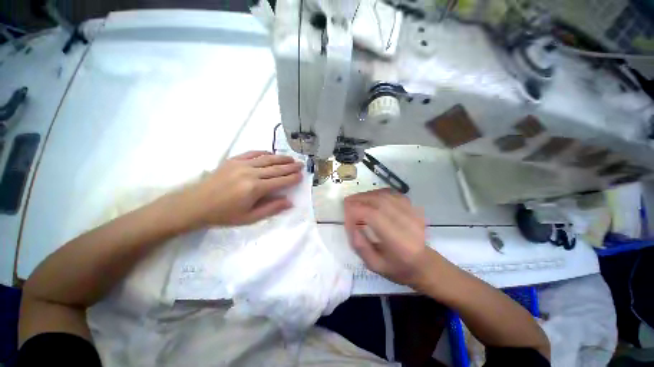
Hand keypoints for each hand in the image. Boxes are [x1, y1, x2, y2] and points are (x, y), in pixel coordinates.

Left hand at [180, 151, 302, 227]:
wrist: (195, 204)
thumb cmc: (224, 214)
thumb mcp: (249, 218)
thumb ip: (271, 208)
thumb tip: (289, 202)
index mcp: (255, 188)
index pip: (280, 181)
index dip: (292, 178)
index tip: (301, 176)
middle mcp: (251, 173)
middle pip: (276, 168)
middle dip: (290, 167)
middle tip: (301, 164)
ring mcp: (241, 164)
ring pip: (267, 159)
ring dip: (281, 158)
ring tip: (291, 158)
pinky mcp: (233, 160)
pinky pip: (252, 153)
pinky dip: (264, 153)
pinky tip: (271, 153)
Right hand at [344, 189, 433, 287]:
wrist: (424, 264)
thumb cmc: (398, 268)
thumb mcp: (375, 266)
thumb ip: (360, 246)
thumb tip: (350, 225)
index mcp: (398, 242)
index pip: (374, 216)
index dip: (357, 211)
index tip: (346, 214)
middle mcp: (407, 224)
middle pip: (380, 201)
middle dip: (360, 199)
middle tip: (347, 202)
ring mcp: (413, 214)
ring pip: (386, 195)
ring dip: (368, 194)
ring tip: (356, 199)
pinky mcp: (413, 208)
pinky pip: (393, 194)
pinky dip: (378, 192)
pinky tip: (371, 197)